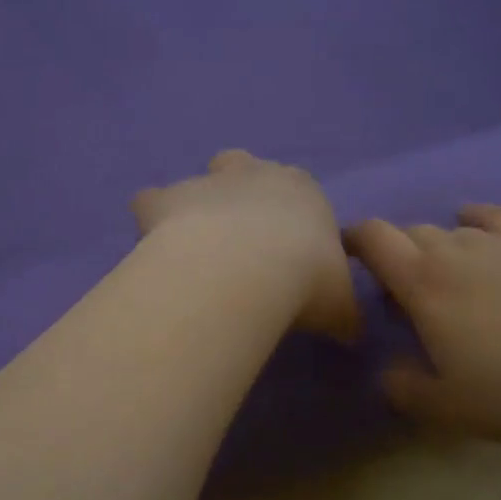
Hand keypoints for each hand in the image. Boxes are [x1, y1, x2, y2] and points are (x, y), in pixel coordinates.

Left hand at [132, 150, 360, 341]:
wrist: (244, 271)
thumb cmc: (305, 281)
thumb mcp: (341, 307)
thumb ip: (344, 315)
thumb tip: (350, 333)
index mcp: (303, 191)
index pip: (298, 189)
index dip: (289, 216)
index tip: (286, 251)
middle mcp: (254, 174)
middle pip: (243, 165)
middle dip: (238, 192)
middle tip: (236, 239)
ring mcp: (206, 182)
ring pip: (195, 181)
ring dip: (195, 207)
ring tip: (193, 251)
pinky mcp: (165, 199)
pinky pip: (150, 202)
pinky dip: (151, 222)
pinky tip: (155, 251)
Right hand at [346, 205, 500, 441]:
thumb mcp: (448, 407)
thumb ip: (404, 388)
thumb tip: (389, 372)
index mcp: (421, 282)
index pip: (372, 238)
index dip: (352, 240)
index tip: (347, 257)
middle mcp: (452, 248)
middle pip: (408, 233)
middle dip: (396, 256)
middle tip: (405, 295)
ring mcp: (496, 239)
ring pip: (449, 229)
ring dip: (436, 249)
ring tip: (449, 279)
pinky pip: (491, 218)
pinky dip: (474, 223)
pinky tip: (478, 234)